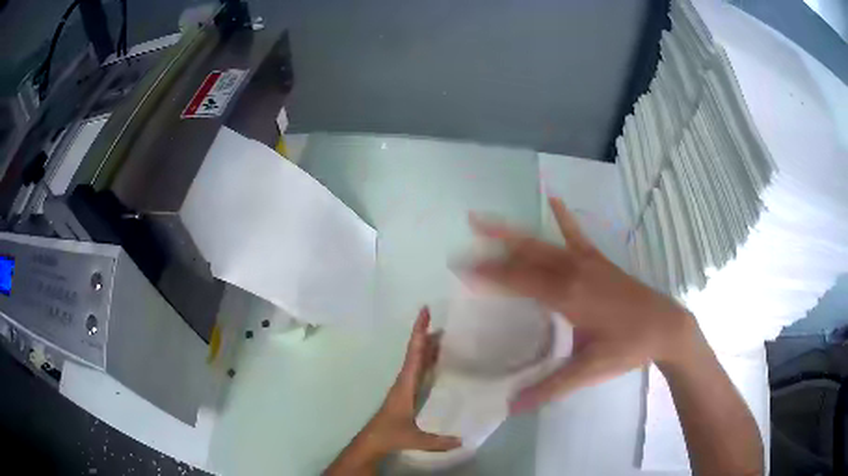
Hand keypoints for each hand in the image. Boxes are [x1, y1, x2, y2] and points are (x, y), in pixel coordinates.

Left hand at [325, 308, 460, 474]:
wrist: (372, 441)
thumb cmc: (390, 435)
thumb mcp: (414, 438)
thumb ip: (438, 441)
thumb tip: (464, 441)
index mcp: (405, 385)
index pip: (414, 354)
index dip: (420, 332)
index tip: (425, 312)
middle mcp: (405, 380)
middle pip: (416, 352)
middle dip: (426, 335)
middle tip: (443, 320)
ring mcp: (405, 386)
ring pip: (417, 360)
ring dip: (428, 347)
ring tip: (444, 335)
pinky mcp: (406, 393)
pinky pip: (418, 370)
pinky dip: (427, 360)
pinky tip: (436, 360)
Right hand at [468, 197, 703, 413]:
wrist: (665, 327)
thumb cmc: (628, 347)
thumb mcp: (589, 371)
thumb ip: (550, 387)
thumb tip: (511, 408)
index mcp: (568, 297)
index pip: (520, 281)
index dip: (490, 274)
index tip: (462, 269)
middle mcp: (573, 272)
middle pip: (526, 254)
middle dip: (494, 244)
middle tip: (466, 233)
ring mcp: (587, 262)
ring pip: (543, 242)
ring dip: (514, 231)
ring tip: (487, 219)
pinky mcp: (599, 261)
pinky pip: (577, 235)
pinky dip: (563, 218)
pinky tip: (553, 199)